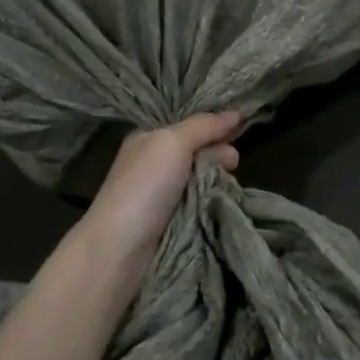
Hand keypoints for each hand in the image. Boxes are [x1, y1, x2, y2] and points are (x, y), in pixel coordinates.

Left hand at [83, 112, 241, 264]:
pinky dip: (211, 197)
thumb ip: (204, 126)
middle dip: (217, 150)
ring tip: (230, 180)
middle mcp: (154, 161)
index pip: (186, 122)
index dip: (211, 122)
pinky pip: (199, 199)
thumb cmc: (145, 185)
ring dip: (217, 175)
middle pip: (196, 148)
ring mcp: (162, 191)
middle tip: (233, 161)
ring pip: (200, 175)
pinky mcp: (170, 217)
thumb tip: (235, 113)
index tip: (238, 125)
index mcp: (148, 137)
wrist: (121, 246)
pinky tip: (223, 197)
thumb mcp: (174, 142)